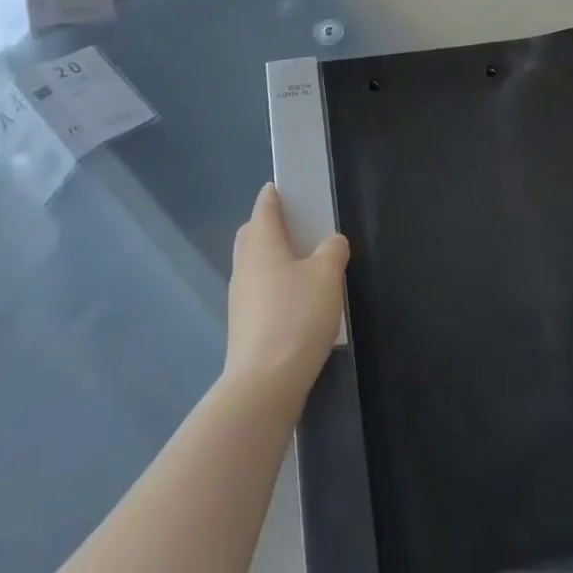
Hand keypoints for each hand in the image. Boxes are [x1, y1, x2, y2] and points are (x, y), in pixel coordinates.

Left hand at [225, 184, 349, 401]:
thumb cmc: (297, 316)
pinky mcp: (243, 326)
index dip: (273, 195)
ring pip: (254, 265)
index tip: (284, 189)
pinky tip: (295, 301)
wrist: (264, 383)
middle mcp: (244, 265)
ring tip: (302, 265)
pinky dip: (273, 287)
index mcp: (261, 244)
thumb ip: (332, 250)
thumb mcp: (327, 275)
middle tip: (297, 226)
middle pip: (253, 235)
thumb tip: (331, 242)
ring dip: (272, 259)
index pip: (263, 207)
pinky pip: (258, 292)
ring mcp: (239, 298)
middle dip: (269, 226)